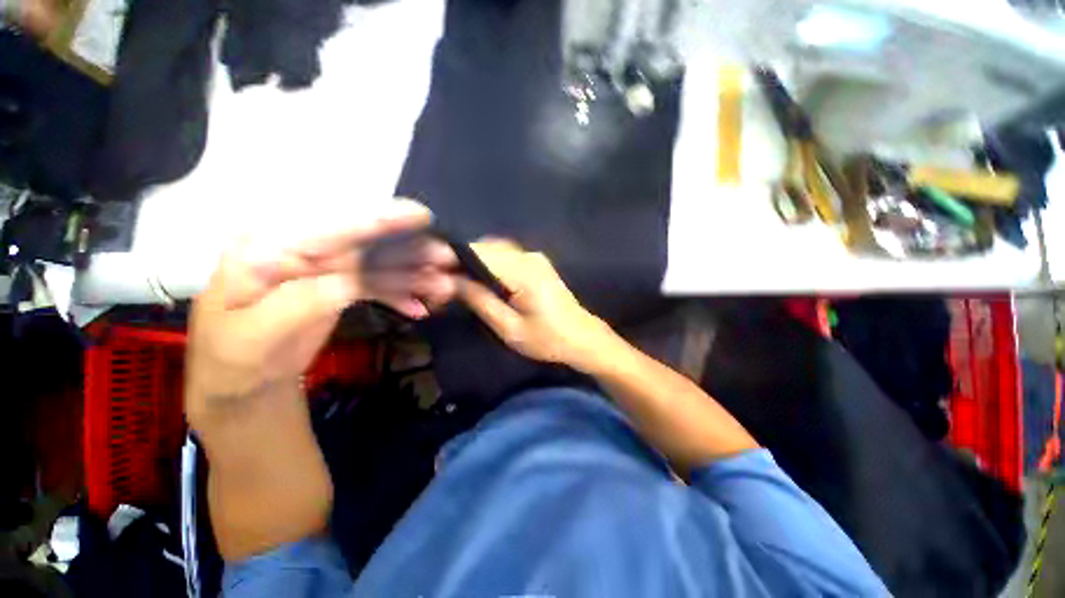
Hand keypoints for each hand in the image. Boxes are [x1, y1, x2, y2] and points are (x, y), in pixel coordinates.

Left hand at [186, 199, 455, 424]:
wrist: (242, 381)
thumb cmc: (235, 359)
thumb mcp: (255, 336)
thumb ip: (301, 303)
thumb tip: (352, 282)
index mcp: (267, 251)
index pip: (328, 231)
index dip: (377, 221)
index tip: (419, 215)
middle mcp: (300, 253)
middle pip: (365, 246)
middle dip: (409, 252)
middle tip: (447, 259)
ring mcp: (324, 271)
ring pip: (379, 266)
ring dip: (414, 275)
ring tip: (445, 287)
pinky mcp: (340, 288)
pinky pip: (378, 286)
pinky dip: (402, 295)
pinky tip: (420, 307)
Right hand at [456, 240, 612, 370]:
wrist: (582, 337)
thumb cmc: (547, 339)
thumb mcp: (510, 328)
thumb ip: (480, 301)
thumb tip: (451, 280)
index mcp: (523, 272)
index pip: (479, 253)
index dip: (453, 259)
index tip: (433, 272)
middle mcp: (528, 256)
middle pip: (486, 248)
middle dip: (462, 260)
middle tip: (445, 282)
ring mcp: (535, 257)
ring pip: (495, 250)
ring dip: (475, 262)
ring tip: (459, 283)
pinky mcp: (537, 263)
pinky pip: (506, 256)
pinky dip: (489, 264)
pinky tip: (481, 280)